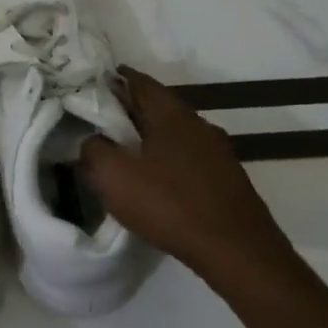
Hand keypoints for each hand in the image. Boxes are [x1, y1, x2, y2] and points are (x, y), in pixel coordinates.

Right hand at [80, 67, 301, 286]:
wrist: (236, 249)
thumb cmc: (170, 205)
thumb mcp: (114, 177)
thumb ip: (94, 150)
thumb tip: (92, 140)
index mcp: (171, 114)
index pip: (139, 81)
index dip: (114, 78)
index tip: (92, 82)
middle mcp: (198, 124)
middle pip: (157, 107)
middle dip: (128, 109)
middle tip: (99, 119)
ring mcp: (217, 151)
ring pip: (173, 133)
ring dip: (148, 137)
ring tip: (122, 151)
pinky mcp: (225, 178)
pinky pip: (187, 157)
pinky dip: (165, 159)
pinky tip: (154, 179)